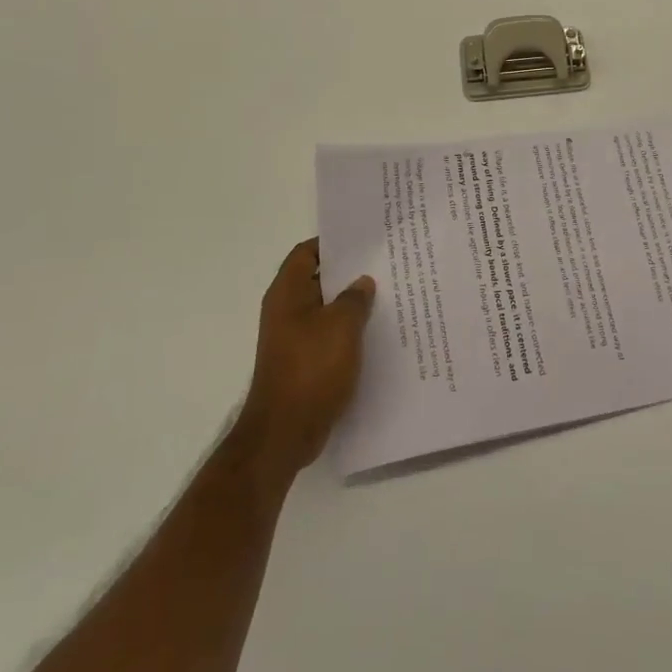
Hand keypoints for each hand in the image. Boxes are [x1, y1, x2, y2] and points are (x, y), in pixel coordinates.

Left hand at [233, 239, 374, 477]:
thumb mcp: (342, 326)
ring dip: (350, 305)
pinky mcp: (302, 362)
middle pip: (318, 280)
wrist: (285, 432)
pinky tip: (374, 334)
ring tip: (386, 297)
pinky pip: (327, 336)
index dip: (332, 243)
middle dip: (347, 274)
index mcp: (287, 293)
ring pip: (325, 310)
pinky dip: (347, 331)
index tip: (363, 240)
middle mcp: (285, 311)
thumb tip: (362, 282)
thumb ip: (355, 299)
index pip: (306, 253)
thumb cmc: (311, 368)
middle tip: (383, 266)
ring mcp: (292, 338)